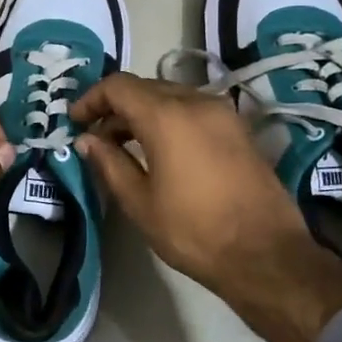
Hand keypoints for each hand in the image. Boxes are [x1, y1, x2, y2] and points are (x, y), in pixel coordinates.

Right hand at [70, 73, 341, 341]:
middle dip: (115, 107)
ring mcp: (223, 113)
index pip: (119, 86)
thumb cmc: (194, 232)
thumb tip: (87, 141)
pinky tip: (160, 150)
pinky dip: (169, 119)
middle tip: (96, 137)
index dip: (91, 99)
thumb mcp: (140, 202)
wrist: (265, 255)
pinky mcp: (239, 129)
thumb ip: (109, 164)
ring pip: (171, 96)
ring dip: (143, 113)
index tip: (75, 122)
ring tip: (124, 146)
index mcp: (167, 116)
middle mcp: (197, 102)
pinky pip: (193, 110)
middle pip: (145, 87)